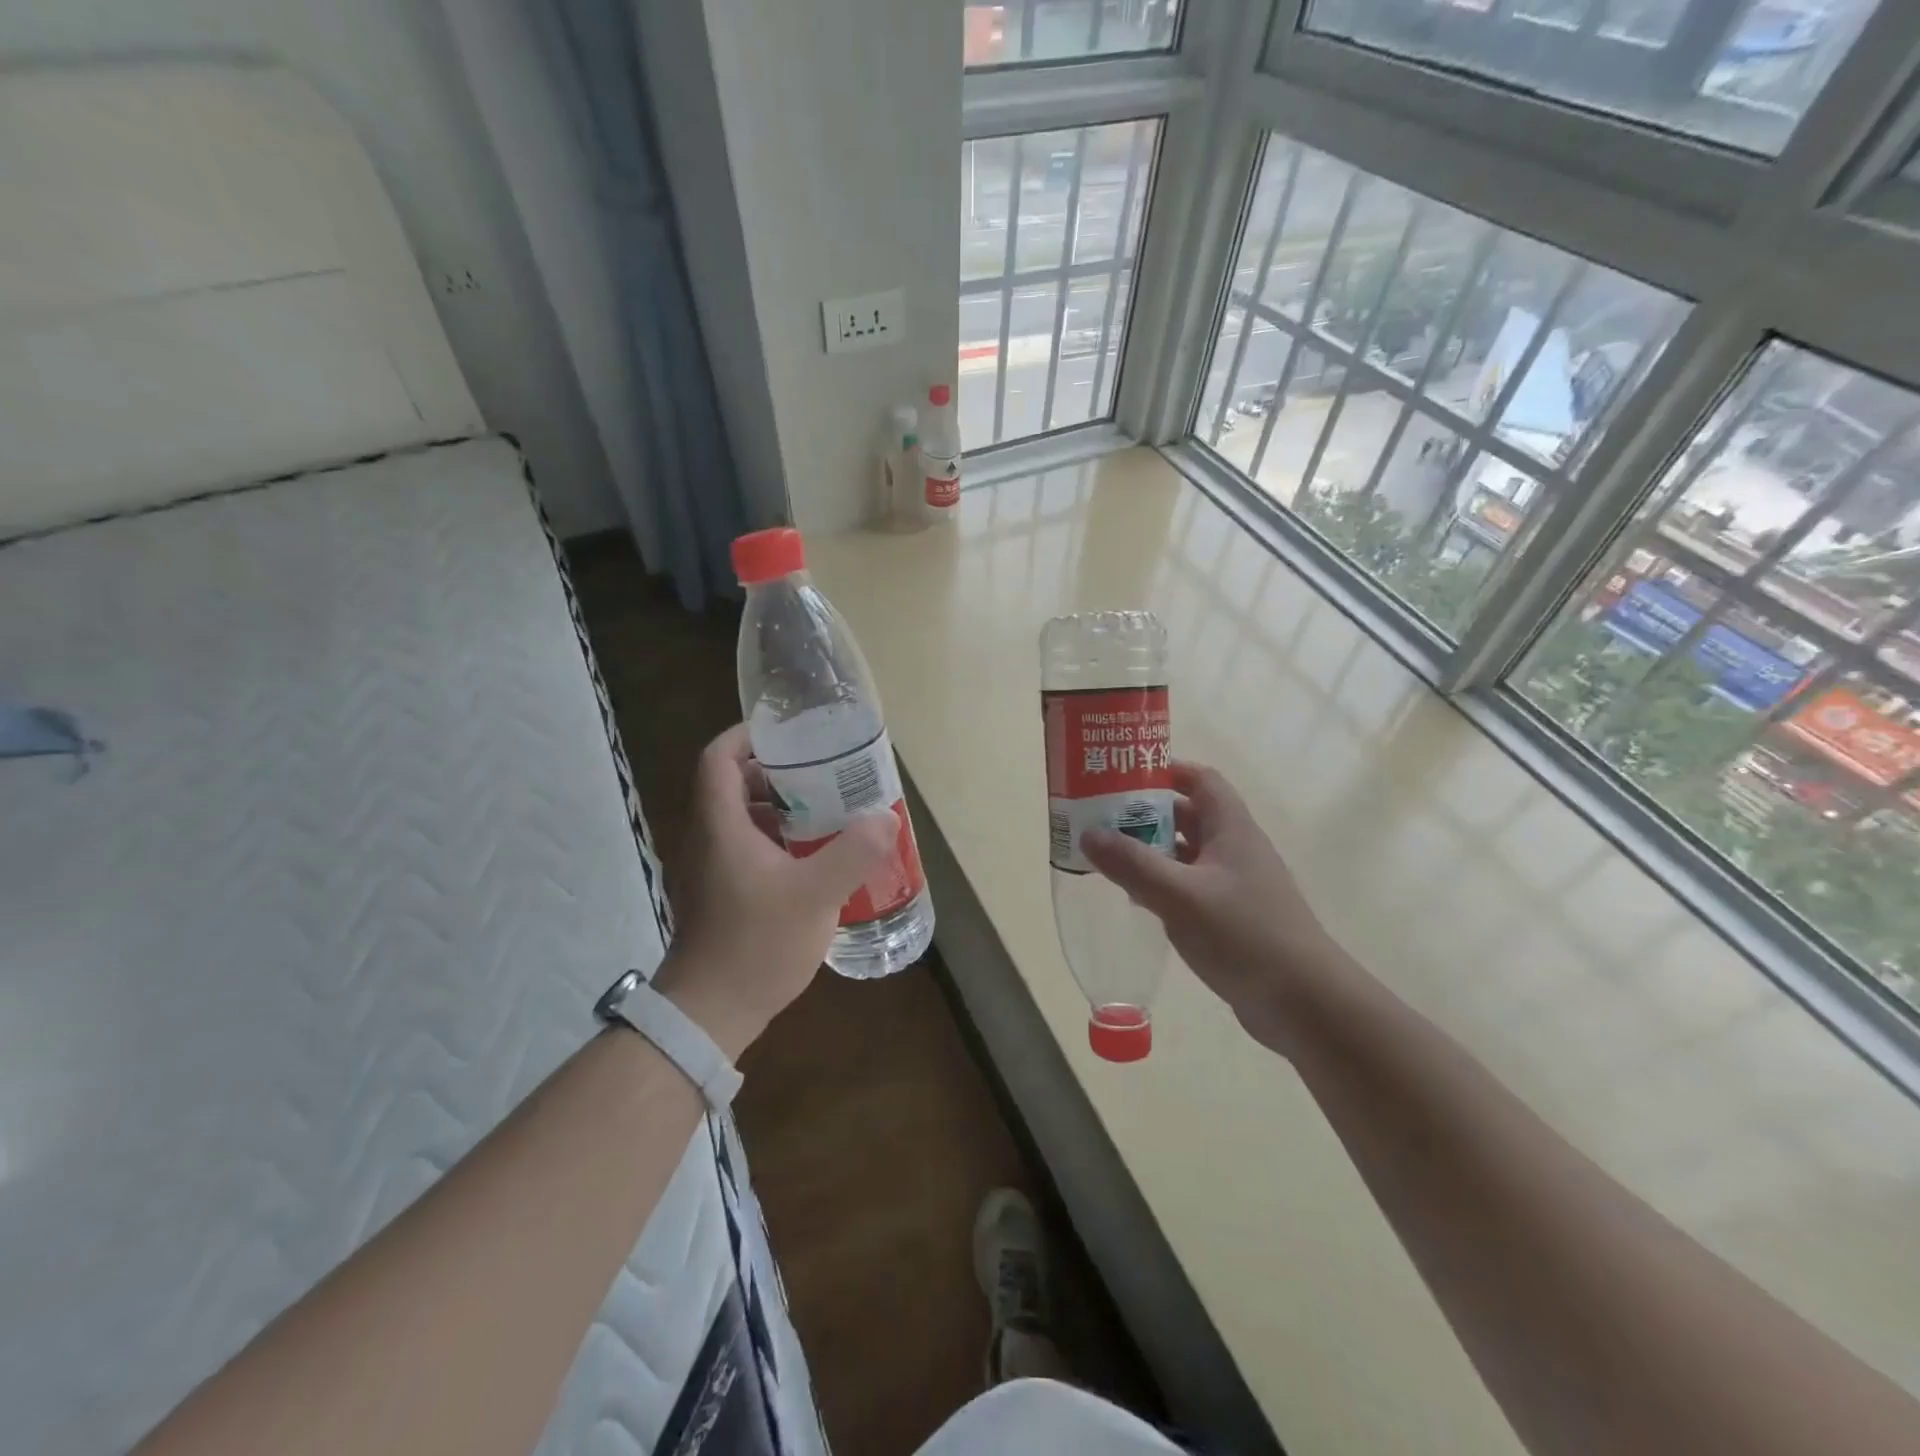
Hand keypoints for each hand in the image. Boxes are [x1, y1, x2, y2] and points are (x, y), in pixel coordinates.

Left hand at [654, 724, 898, 1057]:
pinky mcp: (717, 892)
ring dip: (777, 807)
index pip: (718, 758)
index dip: (747, 736)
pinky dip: (774, 838)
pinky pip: (744, 846)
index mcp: (720, 825)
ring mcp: (708, 868)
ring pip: (739, 817)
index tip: (787, 733)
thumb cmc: (757, 944)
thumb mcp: (816, 895)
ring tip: (824, 809)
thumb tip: (886, 817)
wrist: (711, 1012)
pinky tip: (811, 856)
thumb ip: (853, 852)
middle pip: (731, 784)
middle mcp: (706, 838)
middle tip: (820, 772)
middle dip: (774, 771)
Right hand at [1079, 761, 1344, 1054]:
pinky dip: (1164, 884)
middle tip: (1101, 816)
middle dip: (1147, 812)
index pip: (1200, 780)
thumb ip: (1132, 864)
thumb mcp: (1180, 896)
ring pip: (1187, 854)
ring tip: (1108, 854)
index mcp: (1231, 829)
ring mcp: (1236, 885)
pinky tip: (1137, 898)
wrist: (1305, 1003)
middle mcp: (1235, 849)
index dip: (1165, 771)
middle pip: (1189, 815)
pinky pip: (1191, 887)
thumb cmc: (1244, 936)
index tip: (1123, 775)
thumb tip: (1087, 834)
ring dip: (1152, 850)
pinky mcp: (1233, 917)